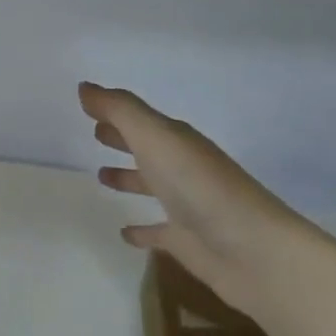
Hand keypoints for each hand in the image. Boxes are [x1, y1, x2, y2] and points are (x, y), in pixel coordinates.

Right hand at [79, 82, 315, 316]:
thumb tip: (84, 87)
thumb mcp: (155, 138)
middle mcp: (182, 169)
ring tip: (101, 177)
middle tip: (95, 134)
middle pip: (148, 148)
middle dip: (123, 139)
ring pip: (151, 186)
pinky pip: (157, 231)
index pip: (141, 120)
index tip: (87, 106)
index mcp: (177, 141)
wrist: (251, 249)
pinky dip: (141, 230)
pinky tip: (124, 233)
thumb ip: (120, 111)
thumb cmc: (198, 186)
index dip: (116, 112)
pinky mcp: (184, 240)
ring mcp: (185, 205)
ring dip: (128, 178)